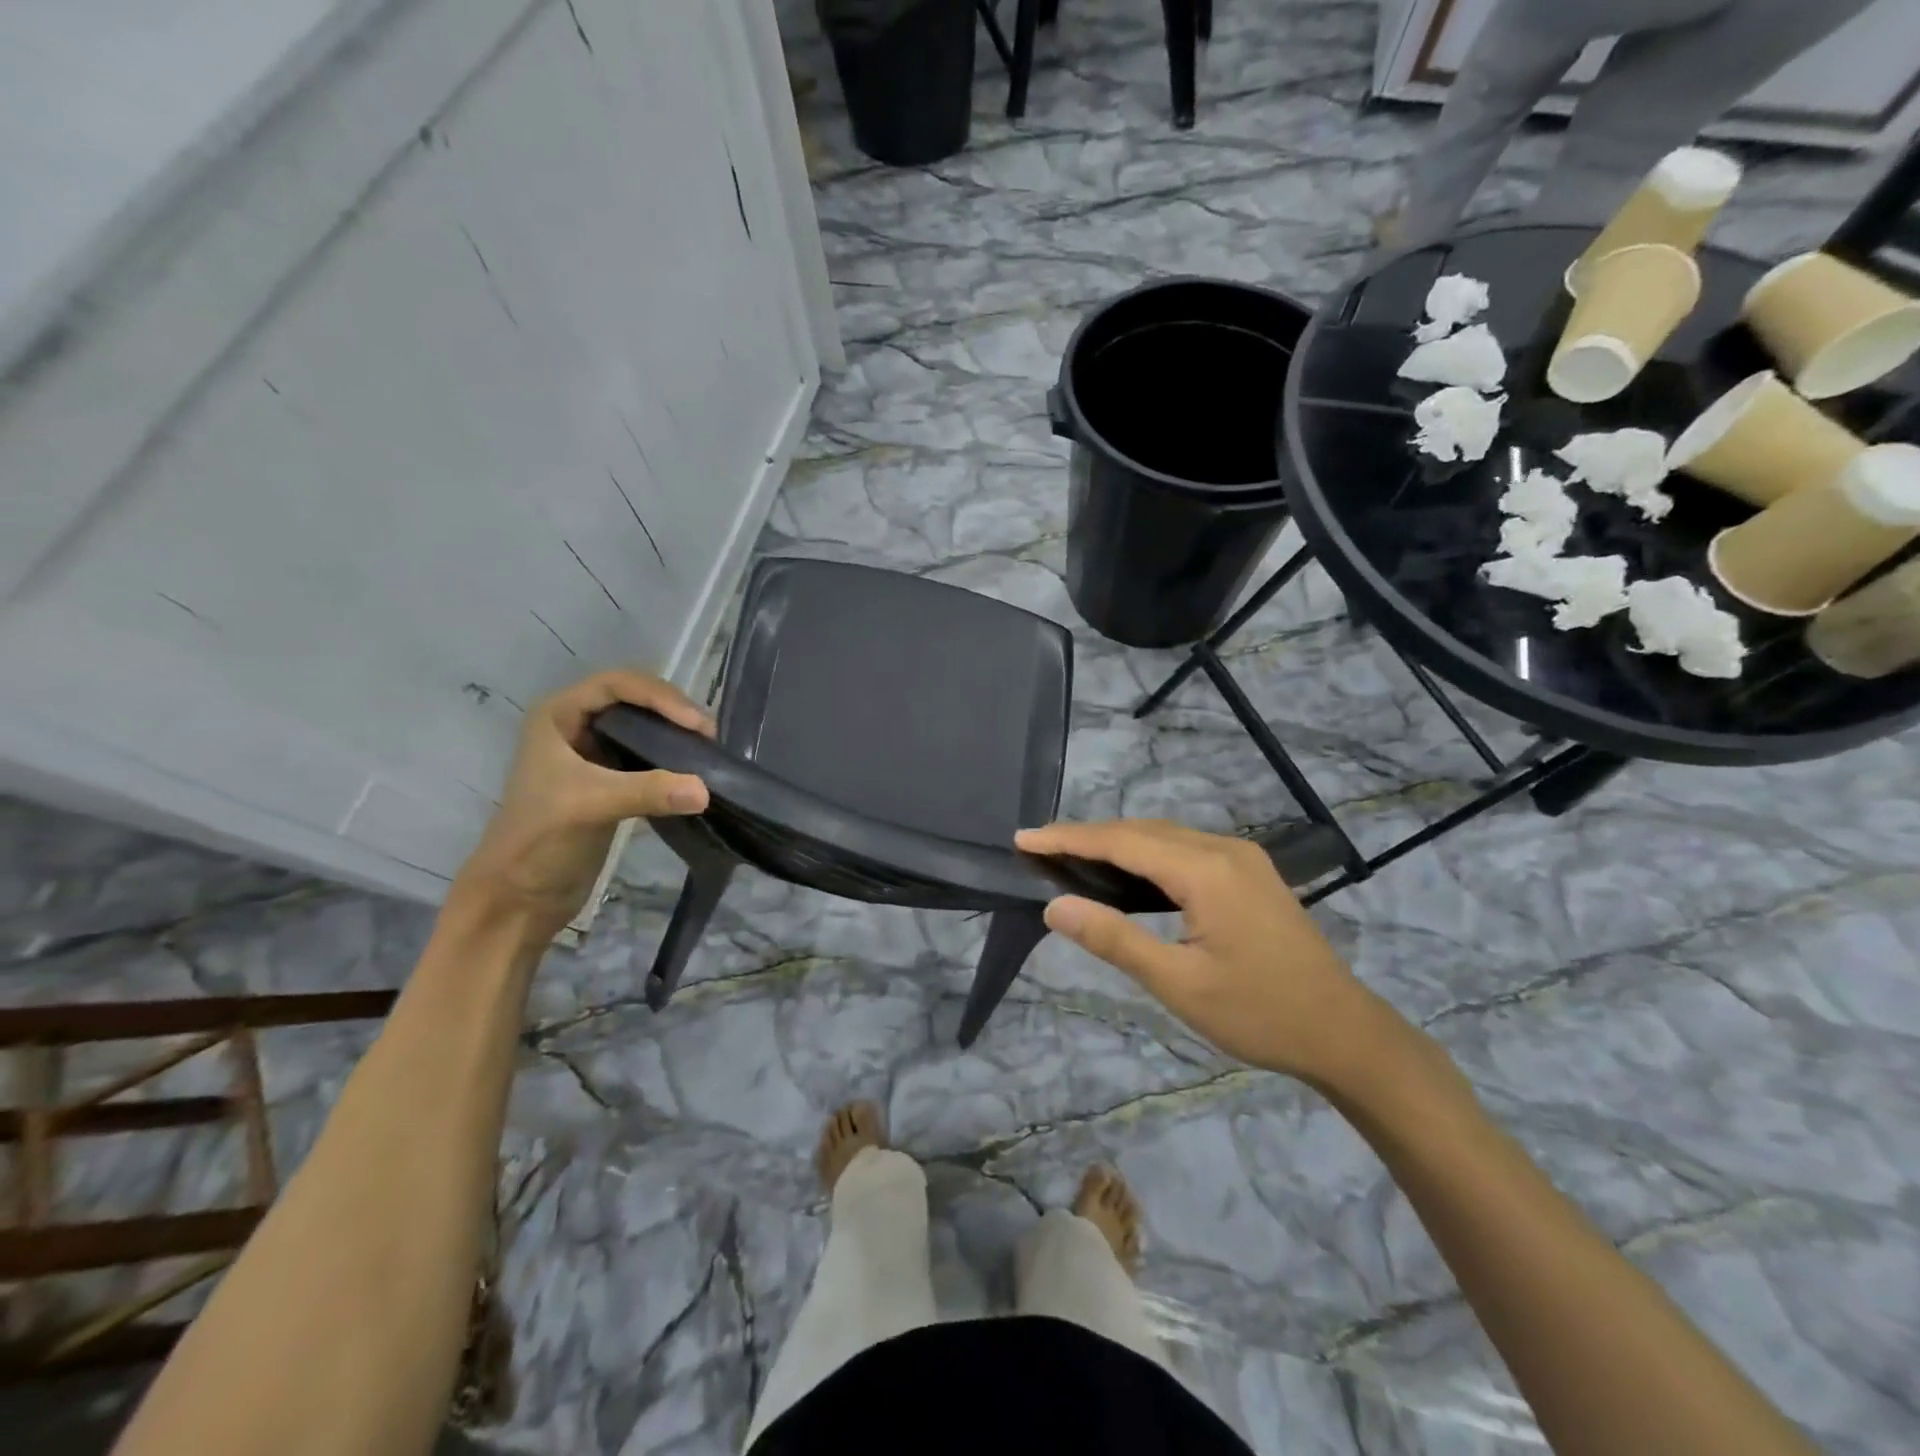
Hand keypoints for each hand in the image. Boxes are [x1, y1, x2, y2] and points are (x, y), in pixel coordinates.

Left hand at [454, 669, 713, 941]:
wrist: (519, 897)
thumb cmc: (538, 839)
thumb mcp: (590, 806)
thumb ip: (648, 791)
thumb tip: (707, 790)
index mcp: (558, 716)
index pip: (617, 684)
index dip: (659, 697)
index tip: (695, 724)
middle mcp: (576, 727)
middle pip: (636, 700)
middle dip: (673, 712)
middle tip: (708, 737)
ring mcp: (595, 755)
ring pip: (645, 728)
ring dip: (677, 735)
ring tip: (708, 751)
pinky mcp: (612, 782)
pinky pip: (650, 758)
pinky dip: (674, 760)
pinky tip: (696, 772)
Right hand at [1014, 819, 1393, 1086]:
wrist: (1344, 1032)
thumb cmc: (1260, 1014)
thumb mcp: (1179, 984)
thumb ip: (1114, 939)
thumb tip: (1055, 906)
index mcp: (1207, 871)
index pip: (1122, 841)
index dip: (1069, 837)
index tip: (1023, 838)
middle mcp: (1224, 850)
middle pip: (1142, 830)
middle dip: (1087, 836)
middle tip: (1038, 849)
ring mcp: (1241, 858)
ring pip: (1164, 836)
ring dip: (1116, 842)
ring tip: (1069, 857)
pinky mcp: (1249, 872)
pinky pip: (1184, 848)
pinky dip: (1145, 854)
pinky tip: (1126, 872)